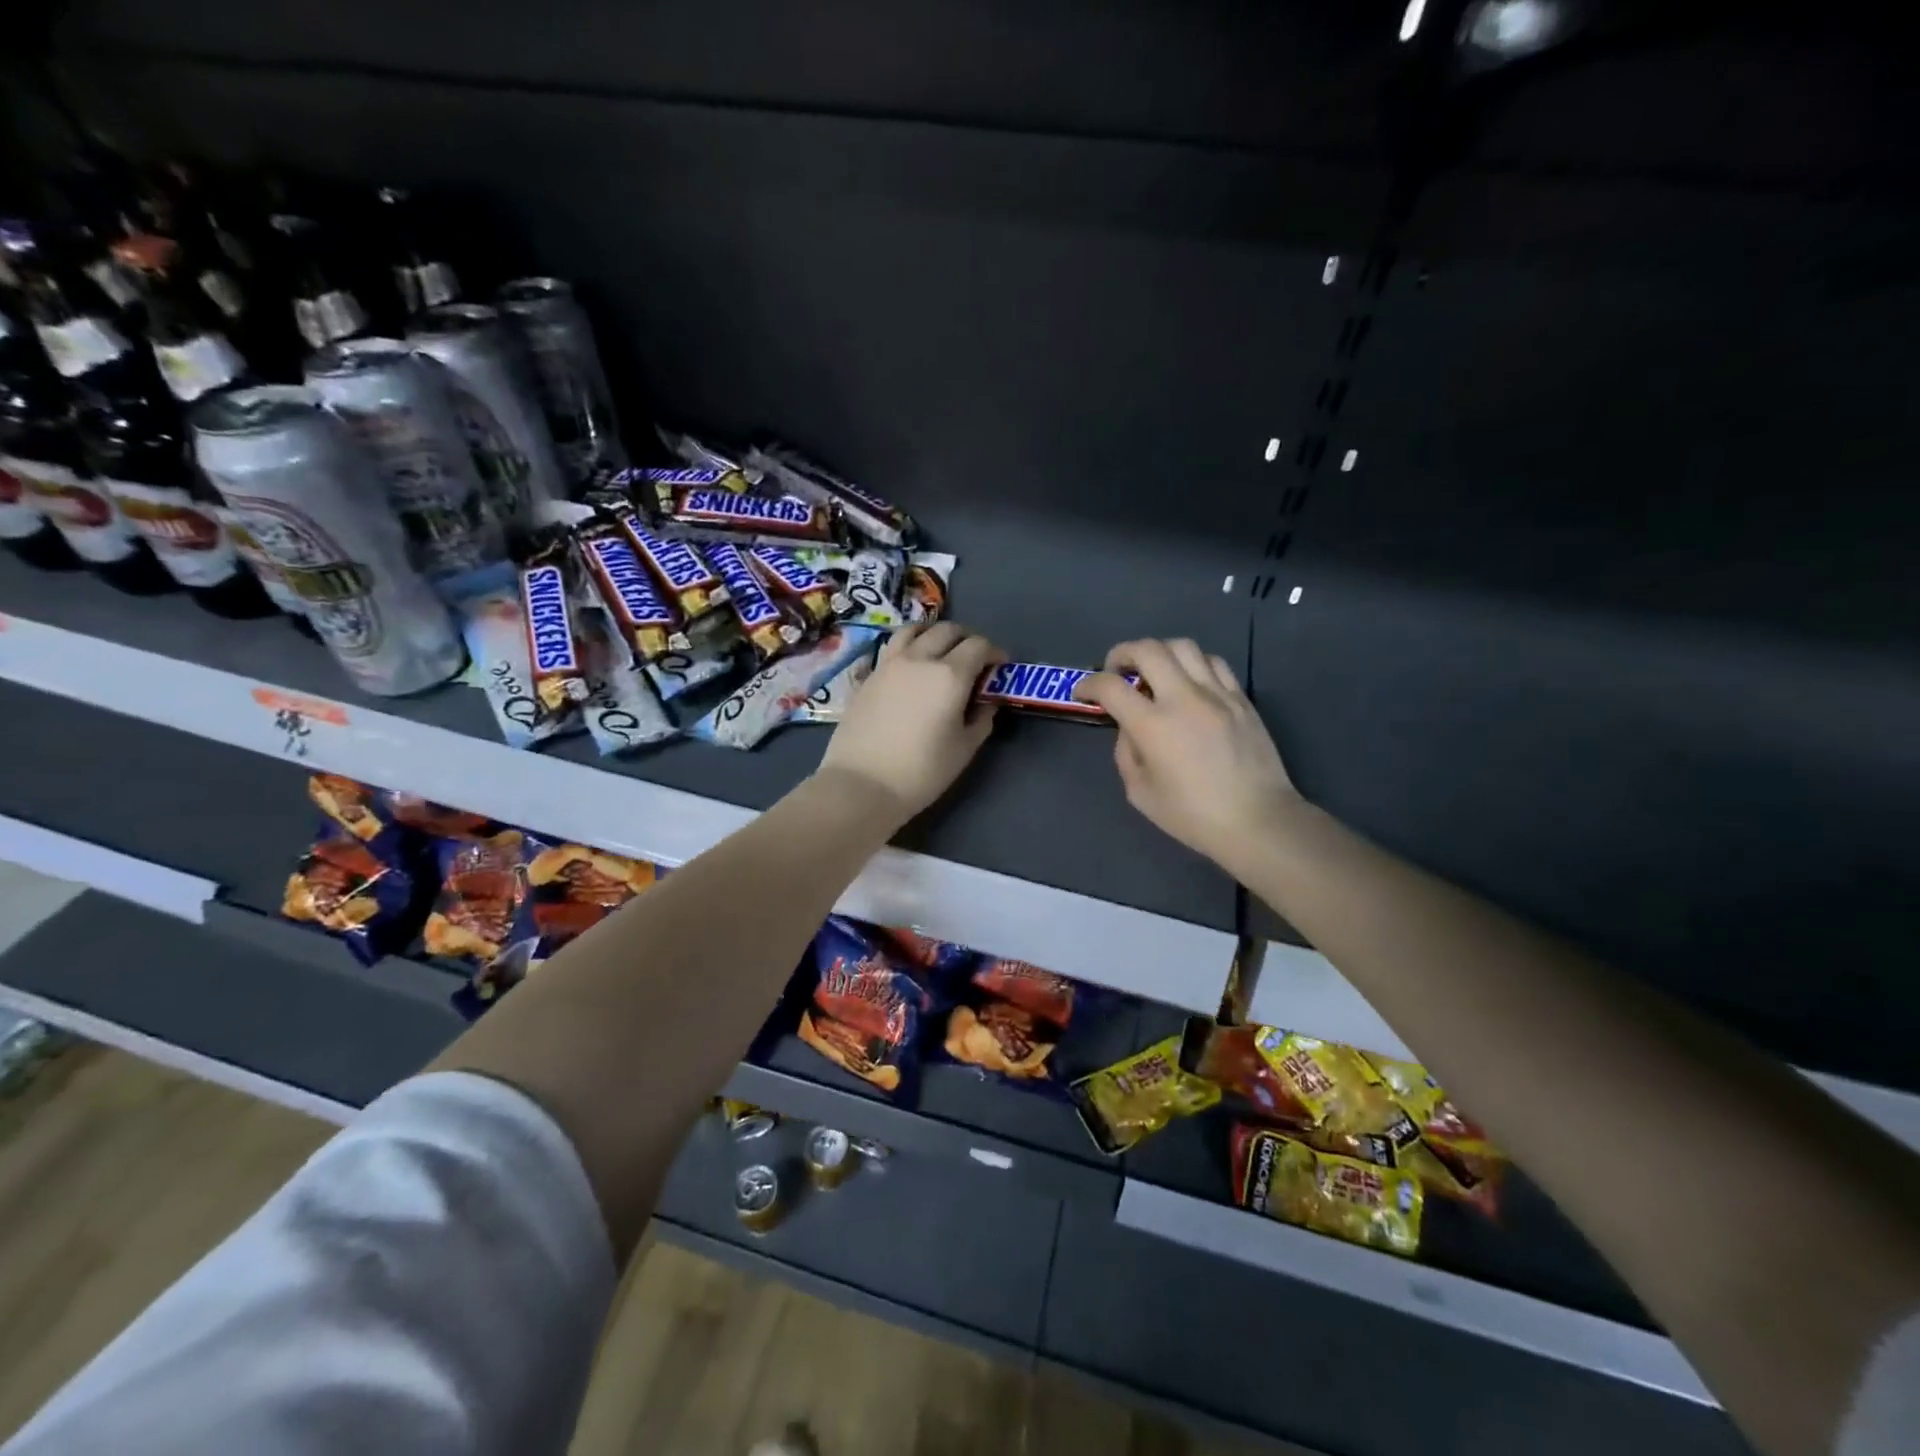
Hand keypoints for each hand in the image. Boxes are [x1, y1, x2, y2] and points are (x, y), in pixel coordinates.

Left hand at [818, 622, 1005, 824]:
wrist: (862, 783)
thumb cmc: (921, 771)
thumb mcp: (963, 749)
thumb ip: (981, 719)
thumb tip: (987, 702)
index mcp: (950, 675)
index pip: (979, 646)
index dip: (994, 652)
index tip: (999, 667)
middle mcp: (921, 659)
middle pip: (949, 630)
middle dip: (967, 639)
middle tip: (975, 660)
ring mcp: (891, 663)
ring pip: (917, 629)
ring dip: (935, 634)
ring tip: (941, 652)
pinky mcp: (870, 674)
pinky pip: (895, 645)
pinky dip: (911, 644)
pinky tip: (913, 665)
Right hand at [1077, 639, 1298, 870]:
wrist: (1257, 820)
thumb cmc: (1193, 815)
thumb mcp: (1140, 793)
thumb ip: (1126, 753)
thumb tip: (1129, 729)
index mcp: (1153, 725)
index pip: (1111, 686)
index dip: (1089, 684)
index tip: (1084, 692)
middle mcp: (1183, 698)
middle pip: (1148, 649)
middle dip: (1122, 652)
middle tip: (1117, 670)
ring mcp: (1217, 694)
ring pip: (1184, 646)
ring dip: (1160, 652)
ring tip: (1154, 671)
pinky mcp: (1241, 698)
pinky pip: (1214, 662)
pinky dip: (1193, 664)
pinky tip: (1189, 682)